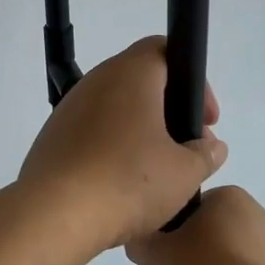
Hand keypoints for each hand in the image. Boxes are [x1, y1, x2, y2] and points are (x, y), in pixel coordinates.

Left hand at [16, 36, 228, 255]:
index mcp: (130, 74)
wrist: (54, 214)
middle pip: (140, 80)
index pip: (165, 49)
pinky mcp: (52, 137)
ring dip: (141, 130)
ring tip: (157, 170)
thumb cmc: (127, 182)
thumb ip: (206, 154)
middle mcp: (96, 81)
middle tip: (187, 146)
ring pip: (115, 108)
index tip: (205, 118)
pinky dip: (113, 147)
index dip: (193, 78)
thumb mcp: (184, 173)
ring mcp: (69, 109)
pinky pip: (92, 132)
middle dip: (170, 109)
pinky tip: (122, 183)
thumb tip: (212, 146)